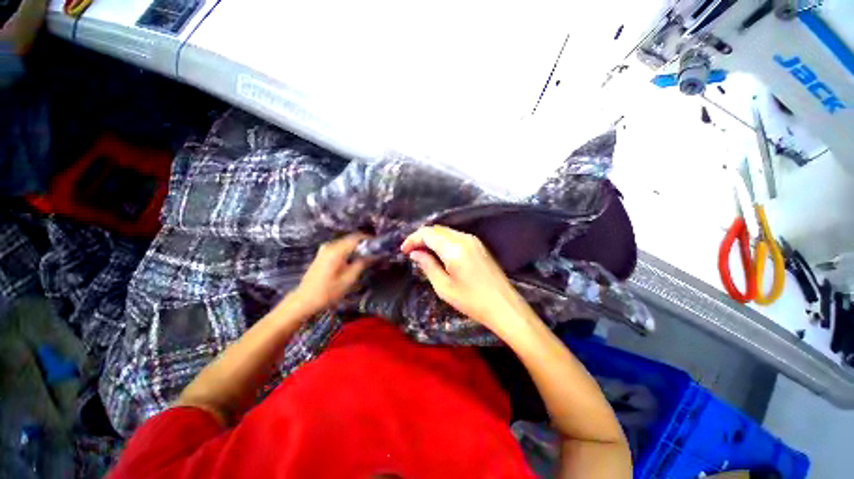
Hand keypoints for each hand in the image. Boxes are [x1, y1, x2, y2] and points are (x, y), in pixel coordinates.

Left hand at [290, 233, 371, 314]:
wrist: (304, 300)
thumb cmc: (328, 292)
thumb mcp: (349, 279)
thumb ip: (362, 263)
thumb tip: (374, 254)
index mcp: (336, 250)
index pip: (357, 237)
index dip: (370, 239)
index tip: (380, 245)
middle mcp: (330, 246)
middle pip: (351, 239)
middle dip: (364, 244)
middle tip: (376, 252)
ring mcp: (325, 249)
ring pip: (346, 243)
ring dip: (357, 248)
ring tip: (368, 256)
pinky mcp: (323, 254)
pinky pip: (340, 248)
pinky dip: (349, 251)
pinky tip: (355, 260)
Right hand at [401, 226, 530, 332]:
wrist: (503, 305)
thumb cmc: (471, 300)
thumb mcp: (444, 287)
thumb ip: (428, 265)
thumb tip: (415, 253)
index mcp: (454, 248)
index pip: (428, 234)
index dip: (413, 239)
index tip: (403, 250)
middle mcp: (464, 238)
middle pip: (437, 230)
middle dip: (421, 238)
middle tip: (411, 252)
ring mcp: (473, 240)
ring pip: (446, 232)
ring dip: (432, 239)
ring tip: (422, 252)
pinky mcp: (479, 245)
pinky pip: (456, 236)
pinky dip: (443, 241)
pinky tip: (439, 252)